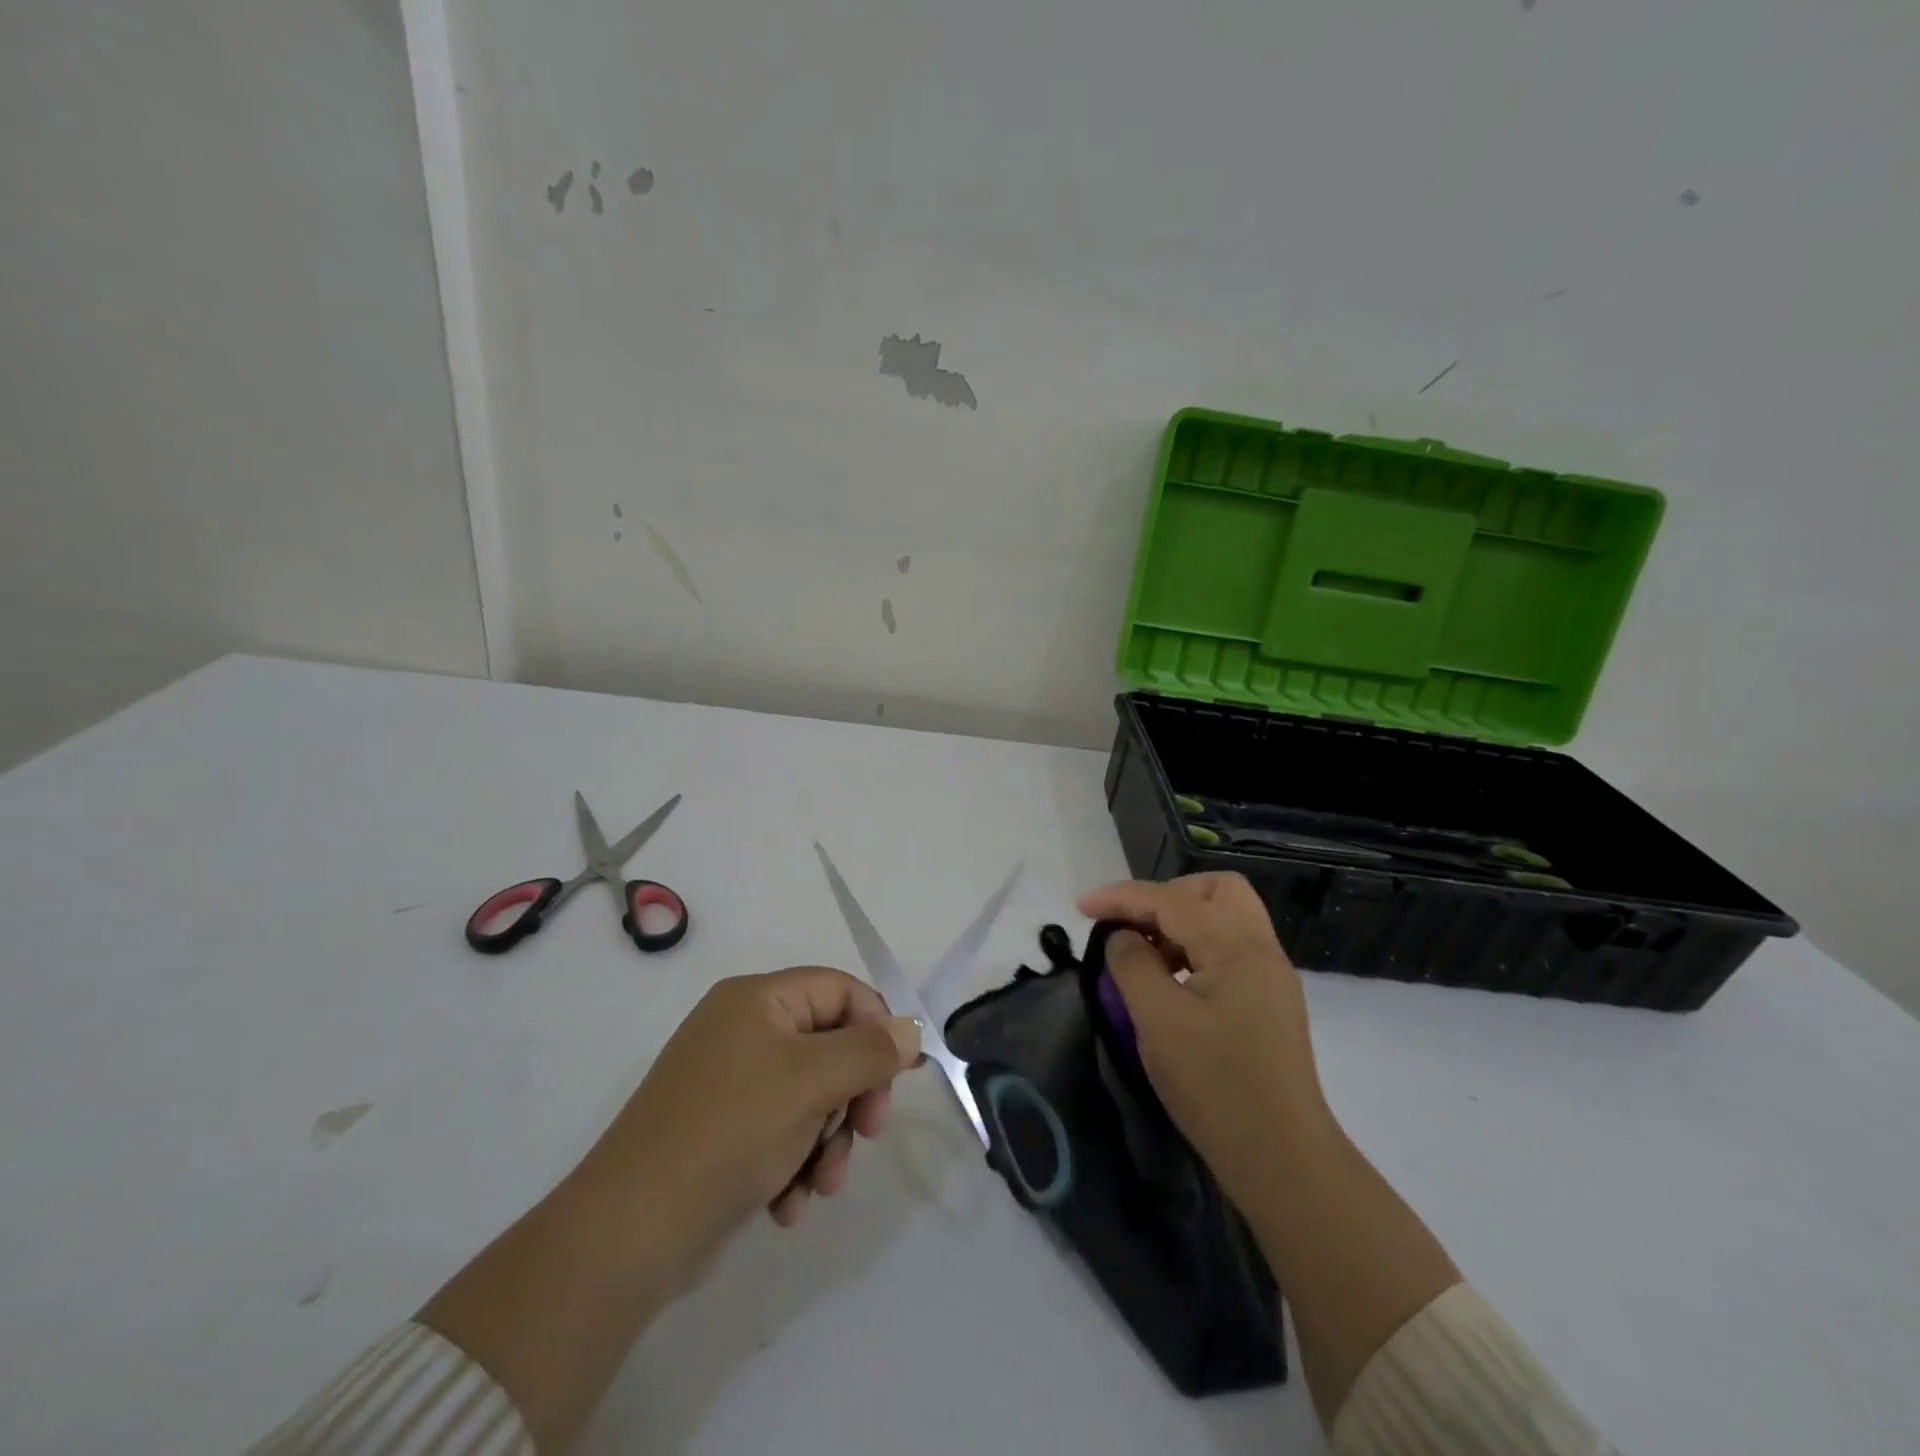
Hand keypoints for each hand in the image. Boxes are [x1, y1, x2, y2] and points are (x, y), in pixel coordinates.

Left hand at [572, 968, 920, 1281]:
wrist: (631, 1232)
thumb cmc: (731, 1132)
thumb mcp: (811, 1082)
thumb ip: (870, 1051)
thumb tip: (912, 1029)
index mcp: (758, 999)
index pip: (841, 991)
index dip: (876, 1028)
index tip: (896, 1078)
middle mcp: (743, 1030)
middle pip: (830, 1045)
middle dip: (853, 1096)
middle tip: (868, 1132)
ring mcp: (730, 1082)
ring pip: (811, 1096)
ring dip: (828, 1141)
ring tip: (821, 1184)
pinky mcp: (723, 1131)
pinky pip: (781, 1131)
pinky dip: (795, 1164)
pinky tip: (788, 1203)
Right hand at [1077, 873, 1331, 1209]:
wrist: (1283, 1160)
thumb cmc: (1216, 1086)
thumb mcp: (1159, 1021)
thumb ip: (1132, 965)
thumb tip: (1123, 937)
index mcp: (1238, 947)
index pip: (1172, 899)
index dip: (1122, 897)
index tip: (1081, 907)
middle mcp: (1261, 950)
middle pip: (1215, 891)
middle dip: (1166, 896)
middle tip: (1131, 923)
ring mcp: (1269, 977)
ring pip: (1225, 918)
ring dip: (1180, 922)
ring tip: (1143, 955)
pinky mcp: (1267, 1002)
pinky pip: (1228, 949)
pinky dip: (1194, 948)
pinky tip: (1170, 980)